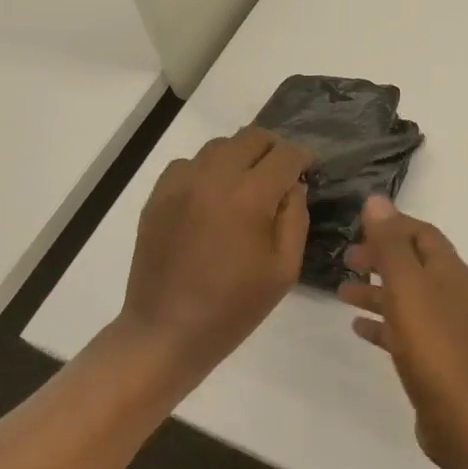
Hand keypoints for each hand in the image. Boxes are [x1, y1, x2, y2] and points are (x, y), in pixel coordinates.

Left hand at [119, 126, 311, 386]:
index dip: (303, 157)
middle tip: (281, 173)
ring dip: (240, 156)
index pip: (285, 154)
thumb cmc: (233, 307)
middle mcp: (213, 178)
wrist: (166, 331)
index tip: (309, 167)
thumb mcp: (284, 269)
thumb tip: (294, 185)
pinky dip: (207, 170)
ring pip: (219, 146)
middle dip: (273, 149)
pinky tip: (211, 197)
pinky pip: (188, 163)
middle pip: (251, 137)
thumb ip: (295, 218)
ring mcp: (181, 184)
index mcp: (249, 197)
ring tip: (246, 184)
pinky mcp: (158, 195)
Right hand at [340, 195, 467, 468]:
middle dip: (381, 257)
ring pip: (408, 298)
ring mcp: (449, 329)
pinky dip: (384, 323)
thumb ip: (390, 244)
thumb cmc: (434, 345)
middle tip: (346, 258)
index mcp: (450, 272)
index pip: (422, 234)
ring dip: (377, 291)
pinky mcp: (439, 359)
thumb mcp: (407, 287)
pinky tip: (358, 328)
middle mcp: (453, 294)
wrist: (466, 420)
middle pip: (414, 264)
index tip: (358, 226)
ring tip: (341, 292)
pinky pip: (407, 330)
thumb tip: (377, 200)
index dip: (392, 225)